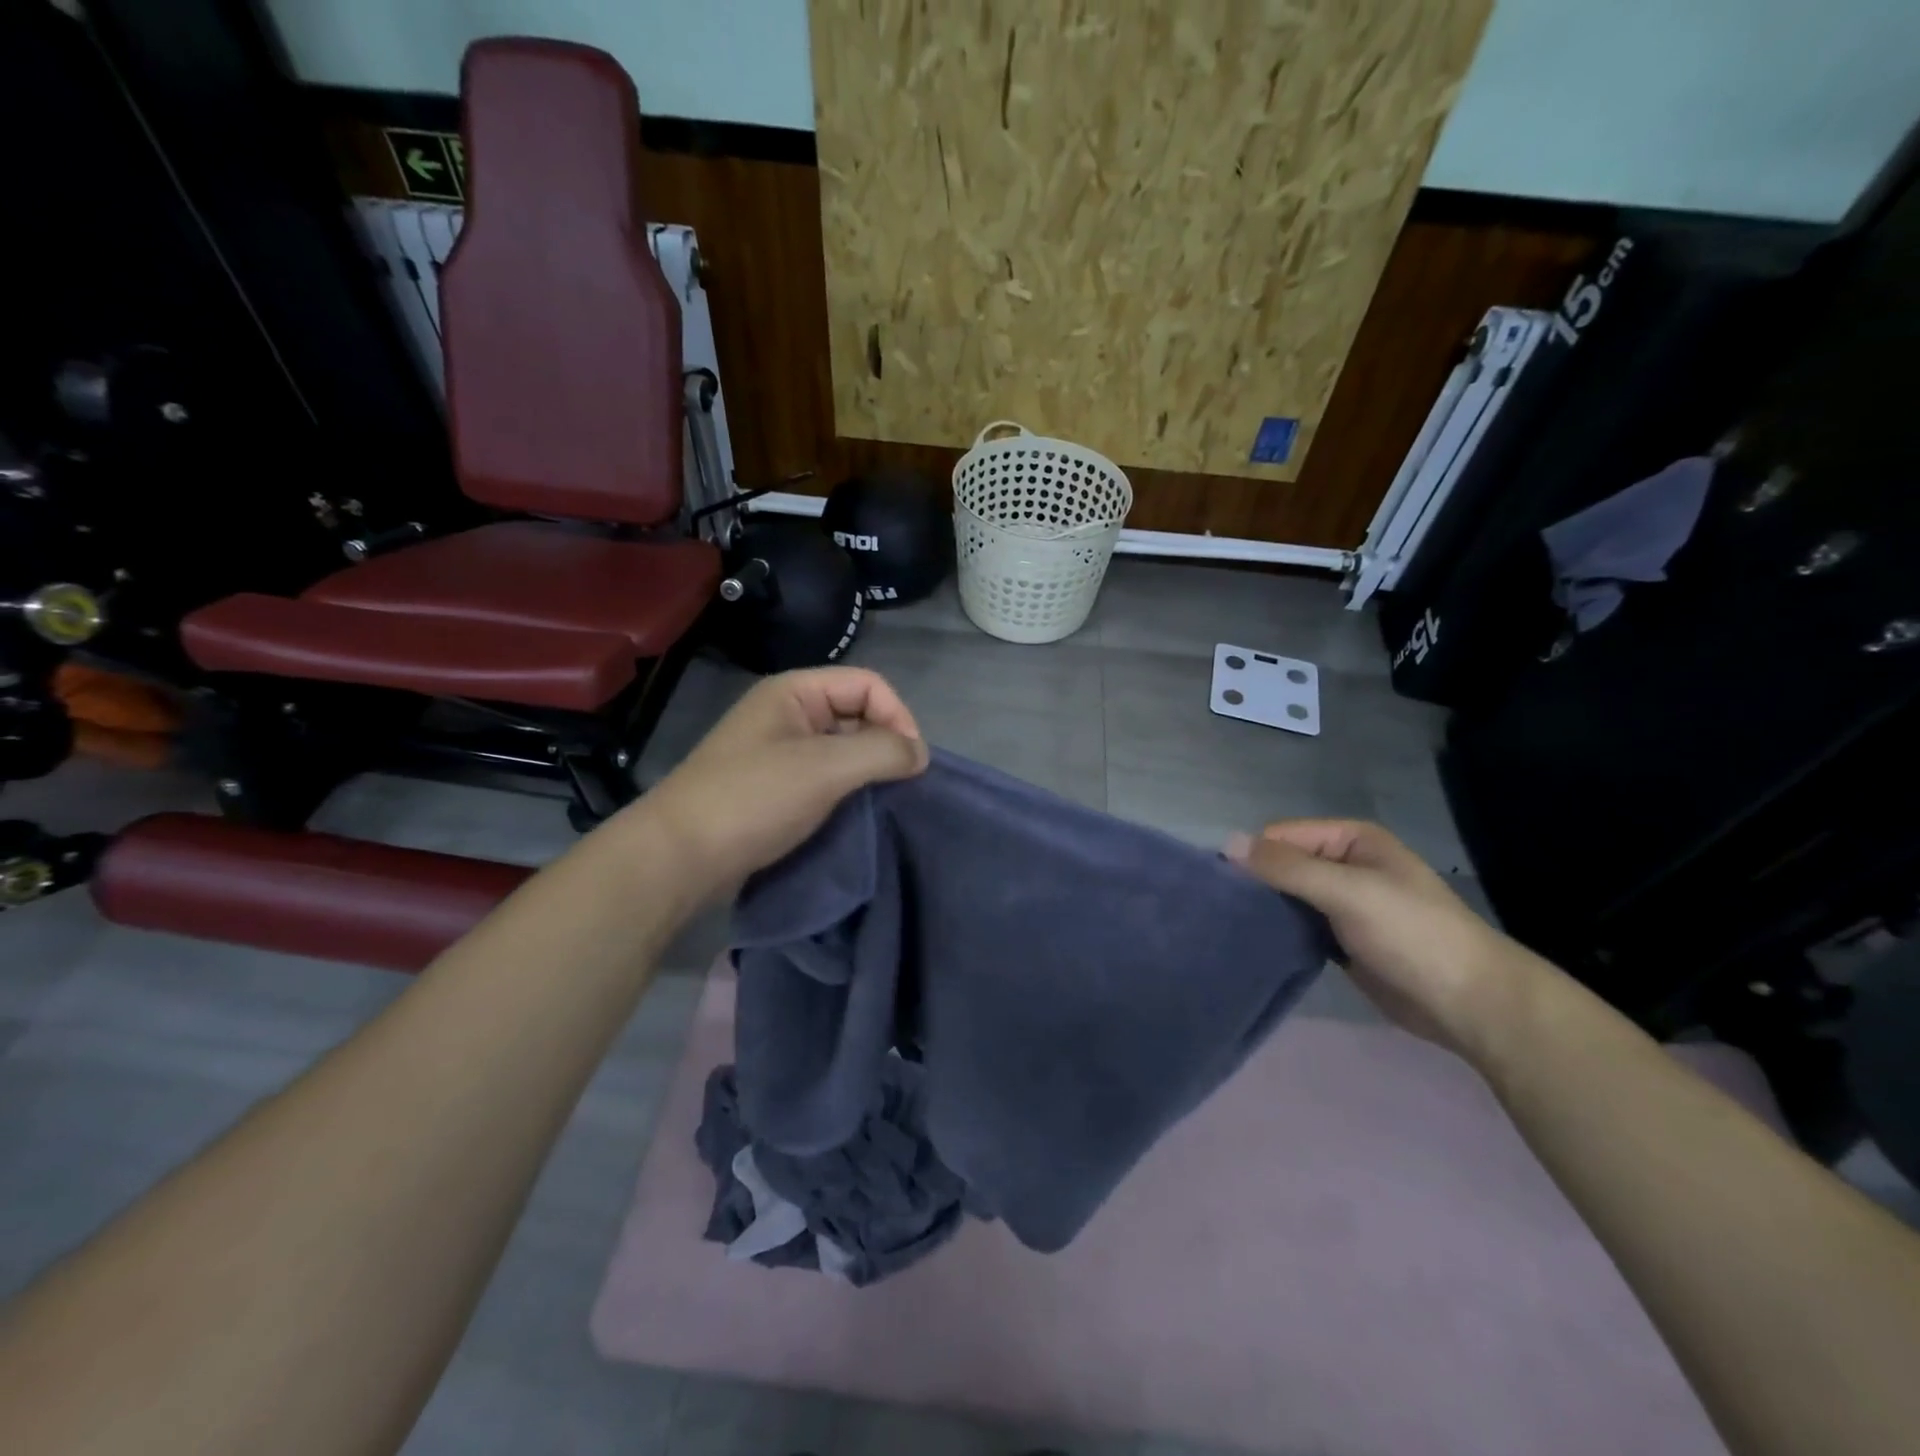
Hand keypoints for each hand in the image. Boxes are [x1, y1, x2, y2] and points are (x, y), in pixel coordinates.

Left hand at [633, 667, 927, 899]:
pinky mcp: (773, 786)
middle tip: (899, 785)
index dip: (898, 716)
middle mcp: (787, 713)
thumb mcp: (826, 768)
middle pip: (857, 712)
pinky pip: (823, 775)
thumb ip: (882, 752)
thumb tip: (920, 754)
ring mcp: (777, 751)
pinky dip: (846, 789)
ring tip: (881, 801)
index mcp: (795, 692)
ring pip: (841, 747)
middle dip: (885, 743)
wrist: (679, 857)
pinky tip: (854, 813)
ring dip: (866, 770)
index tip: (913, 763)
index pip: (869, 684)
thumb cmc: (754, 799)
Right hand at [1226, 819, 1543, 1059]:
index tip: (1224, 888)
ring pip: (1288, 898)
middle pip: (1282, 866)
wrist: (1470, 1003)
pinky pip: (1299, 927)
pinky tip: (1258, 945)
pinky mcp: (1341, 940)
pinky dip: (1280, 933)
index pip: (1281, 836)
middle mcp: (1345, 866)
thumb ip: (1287, 867)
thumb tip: (1228, 843)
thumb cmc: (1412, 934)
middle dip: (1256, 885)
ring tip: (1233, 929)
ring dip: (1266, 911)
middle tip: (1224, 912)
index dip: (1254, 857)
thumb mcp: (1347, 891)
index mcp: (1351, 840)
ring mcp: (1343, 904)